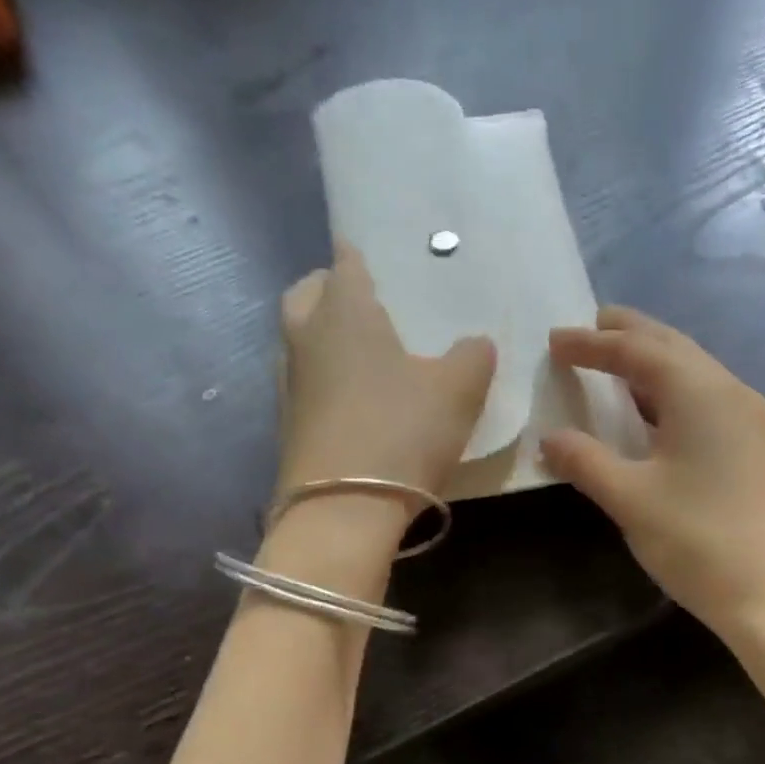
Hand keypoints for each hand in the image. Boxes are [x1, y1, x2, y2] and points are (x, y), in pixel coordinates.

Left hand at [277, 245, 495, 514]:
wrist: (342, 509)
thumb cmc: (401, 432)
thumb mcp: (458, 392)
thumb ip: (473, 357)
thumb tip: (477, 343)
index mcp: (345, 310)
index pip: (347, 260)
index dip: (363, 254)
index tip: (380, 258)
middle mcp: (306, 336)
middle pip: (308, 293)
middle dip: (332, 289)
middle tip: (367, 305)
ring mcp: (289, 382)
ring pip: (300, 340)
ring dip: (324, 337)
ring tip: (364, 356)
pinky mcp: (287, 425)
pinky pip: (305, 383)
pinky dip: (324, 381)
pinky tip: (355, 403)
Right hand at [542, 307, 764, 641]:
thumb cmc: (698, 541)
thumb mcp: (631, 500)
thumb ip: (585, 461)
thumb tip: (549, 438)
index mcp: (701, 392)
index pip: (638, 350)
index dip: (592, 343)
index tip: (554, 338)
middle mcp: (731, 392)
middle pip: (673, 347)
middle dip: (628, 335)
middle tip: (589, 328)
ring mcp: (749, 420)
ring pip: (693, 373)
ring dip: (651, 364)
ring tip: (614, 364)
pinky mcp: (754, 449)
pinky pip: (705, 401)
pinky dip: (670, 394)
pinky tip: (651, 414)